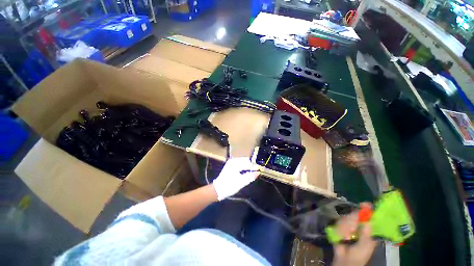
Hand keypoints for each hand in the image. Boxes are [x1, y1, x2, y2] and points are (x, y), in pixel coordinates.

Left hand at [212, 157, 258, 200]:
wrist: (217, 190)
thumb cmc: (229, 186)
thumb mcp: (241, 182)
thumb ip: (250, 176)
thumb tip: (258, 173)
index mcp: (235, 163)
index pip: (248, 161)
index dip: (254, 165)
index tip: (260, 168)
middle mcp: (233, 161)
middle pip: (245, 161)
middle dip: (252, 165)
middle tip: (259, 170)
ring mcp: (231, 163)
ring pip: (243, 163)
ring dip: (249, 166)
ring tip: (255, 171)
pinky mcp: (231, 167)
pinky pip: (240, 165)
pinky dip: (245, 168)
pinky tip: (248, 172)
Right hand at [332, 203, 377, 265]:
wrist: (344, 260)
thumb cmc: (359, 255)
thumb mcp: (365, 246)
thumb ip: (366, 234)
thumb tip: (368, 219)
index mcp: (368, 229)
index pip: (369, 216)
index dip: (368, 210)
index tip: (364, 205)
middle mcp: (359, 225)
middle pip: (355, 214)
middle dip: (352, 220)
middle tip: (351, 229)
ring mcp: (349, 225)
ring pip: (346, 218)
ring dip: (345, 227)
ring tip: (346, 237)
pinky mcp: (340, 226)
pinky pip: (338, 222)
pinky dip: (339, 229)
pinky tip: (341, 236)